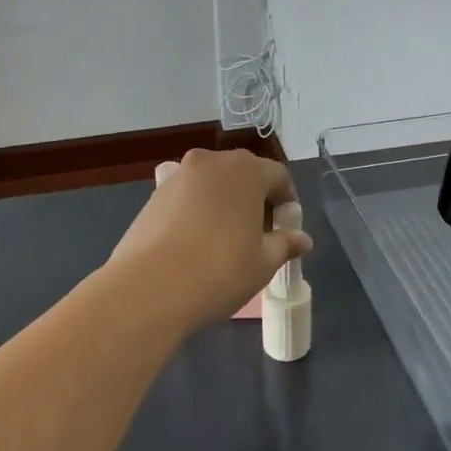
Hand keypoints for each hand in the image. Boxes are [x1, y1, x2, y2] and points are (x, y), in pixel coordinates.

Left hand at [108, 149, 311, 333]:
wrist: (148, 288)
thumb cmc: (219, 271)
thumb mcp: (263, 263)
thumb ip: (284, 244)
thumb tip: (302, 238)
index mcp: (246, 170)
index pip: (278, 177)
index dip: (286, 203)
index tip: (285, 231)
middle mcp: (212, 162)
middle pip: (243, 174)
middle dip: (254, 200)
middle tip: (257, 236)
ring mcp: (178, 174)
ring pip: (212, 184)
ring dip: (223, 203)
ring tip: (223, 241)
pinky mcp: (153, 193)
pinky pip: (186, 196)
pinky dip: (196, 210)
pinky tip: (193, 243)